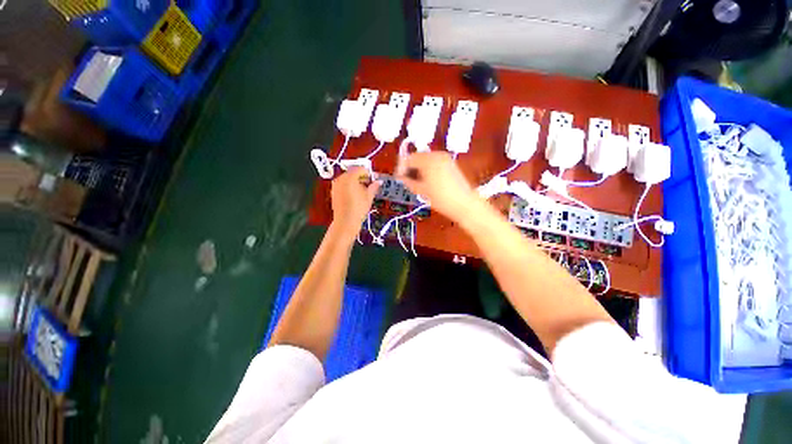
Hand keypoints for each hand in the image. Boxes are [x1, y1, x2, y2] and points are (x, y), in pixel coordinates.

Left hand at [330, 167, 380, 238]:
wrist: (346, 221)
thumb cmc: (358, 208)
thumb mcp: (369, 196)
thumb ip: (374, 186)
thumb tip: (378, 181)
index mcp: (349, 177)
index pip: (361, 169)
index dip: (369, 174)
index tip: (374, 179)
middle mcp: (340, 179)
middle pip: (353, 173)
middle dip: (362, 177)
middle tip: (370, 185)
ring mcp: (336, 185)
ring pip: (348, 179)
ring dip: (356, 182)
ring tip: (364, 191)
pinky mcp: (334, 192)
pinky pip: (343, 185)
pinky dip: (350, 187)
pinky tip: (356, 195)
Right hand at [396, 152, 477, 221]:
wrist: (464, 204)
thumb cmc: (441, 198)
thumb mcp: (421, 191)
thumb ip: (408, 182)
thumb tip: (401, 178)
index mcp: (428, 160)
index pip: (409, 158)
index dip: (401, 168)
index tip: (398, 178)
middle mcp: (437, 155)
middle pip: (418, 157)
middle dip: (410, 168)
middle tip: (406, 180)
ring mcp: (446, 159)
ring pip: (426, 160)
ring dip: (419, 169)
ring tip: (417, 182)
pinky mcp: (451, 164)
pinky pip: (435, 163)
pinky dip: (428, 169)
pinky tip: (427, 180)